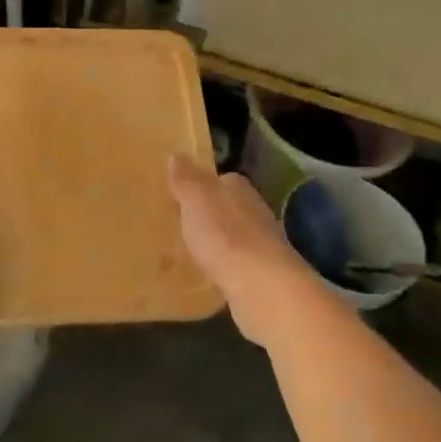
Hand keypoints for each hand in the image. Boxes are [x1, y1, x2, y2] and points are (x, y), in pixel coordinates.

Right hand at [167, 154, 322, 348]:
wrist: (262, 287)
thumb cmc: (224, 235)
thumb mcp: (195, 200)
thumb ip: (186, 179)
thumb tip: (177, 154)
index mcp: (239, 188)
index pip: (220, 179)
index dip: (200, 186)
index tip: (180, 196)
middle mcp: (254, 211)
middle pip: (228, 207)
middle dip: (209, 215)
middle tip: (181, 224)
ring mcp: (262, 244)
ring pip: (234, 236)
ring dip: (218, 242)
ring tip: (191, 250)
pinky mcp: (262, 275)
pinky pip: (237, 264)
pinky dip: (225, 267)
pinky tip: (210, 275)